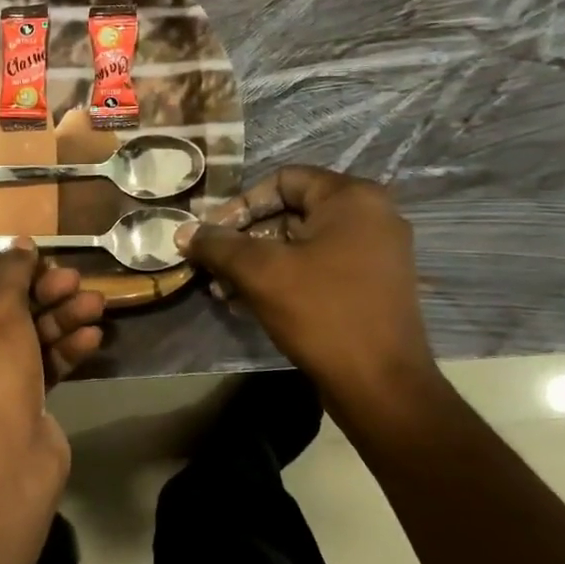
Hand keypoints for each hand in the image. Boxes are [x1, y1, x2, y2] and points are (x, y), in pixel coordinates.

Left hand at [0, 243, 103, 473]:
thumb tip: (20, 246)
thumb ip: (11, 273)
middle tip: (75, 279)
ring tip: (96, 303)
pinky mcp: (9, 406)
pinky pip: (34, 368)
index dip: (3, 270)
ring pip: (21, 340)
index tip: (39, 258)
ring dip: (59, 320)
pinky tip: (92, 337)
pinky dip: (60, 352)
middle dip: (41, 295)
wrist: (2, 457)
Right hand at [177, 167, 441, 404]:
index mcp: (352, 198)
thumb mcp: (261, 273)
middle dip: (245, 239)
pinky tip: (251, 304)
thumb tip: (184, 233)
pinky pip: (320, 267)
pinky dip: (285, 278)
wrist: (381, 384)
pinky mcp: (373, 285)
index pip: (283, 180)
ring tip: (225, 291)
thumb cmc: (322, 313)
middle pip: (292, 212)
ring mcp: (376, 252)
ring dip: (259, 262)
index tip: (212, 234)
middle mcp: (371, 216)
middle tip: (214, 267)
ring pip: (303, 243)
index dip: (240, 203)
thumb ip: (219, 245)